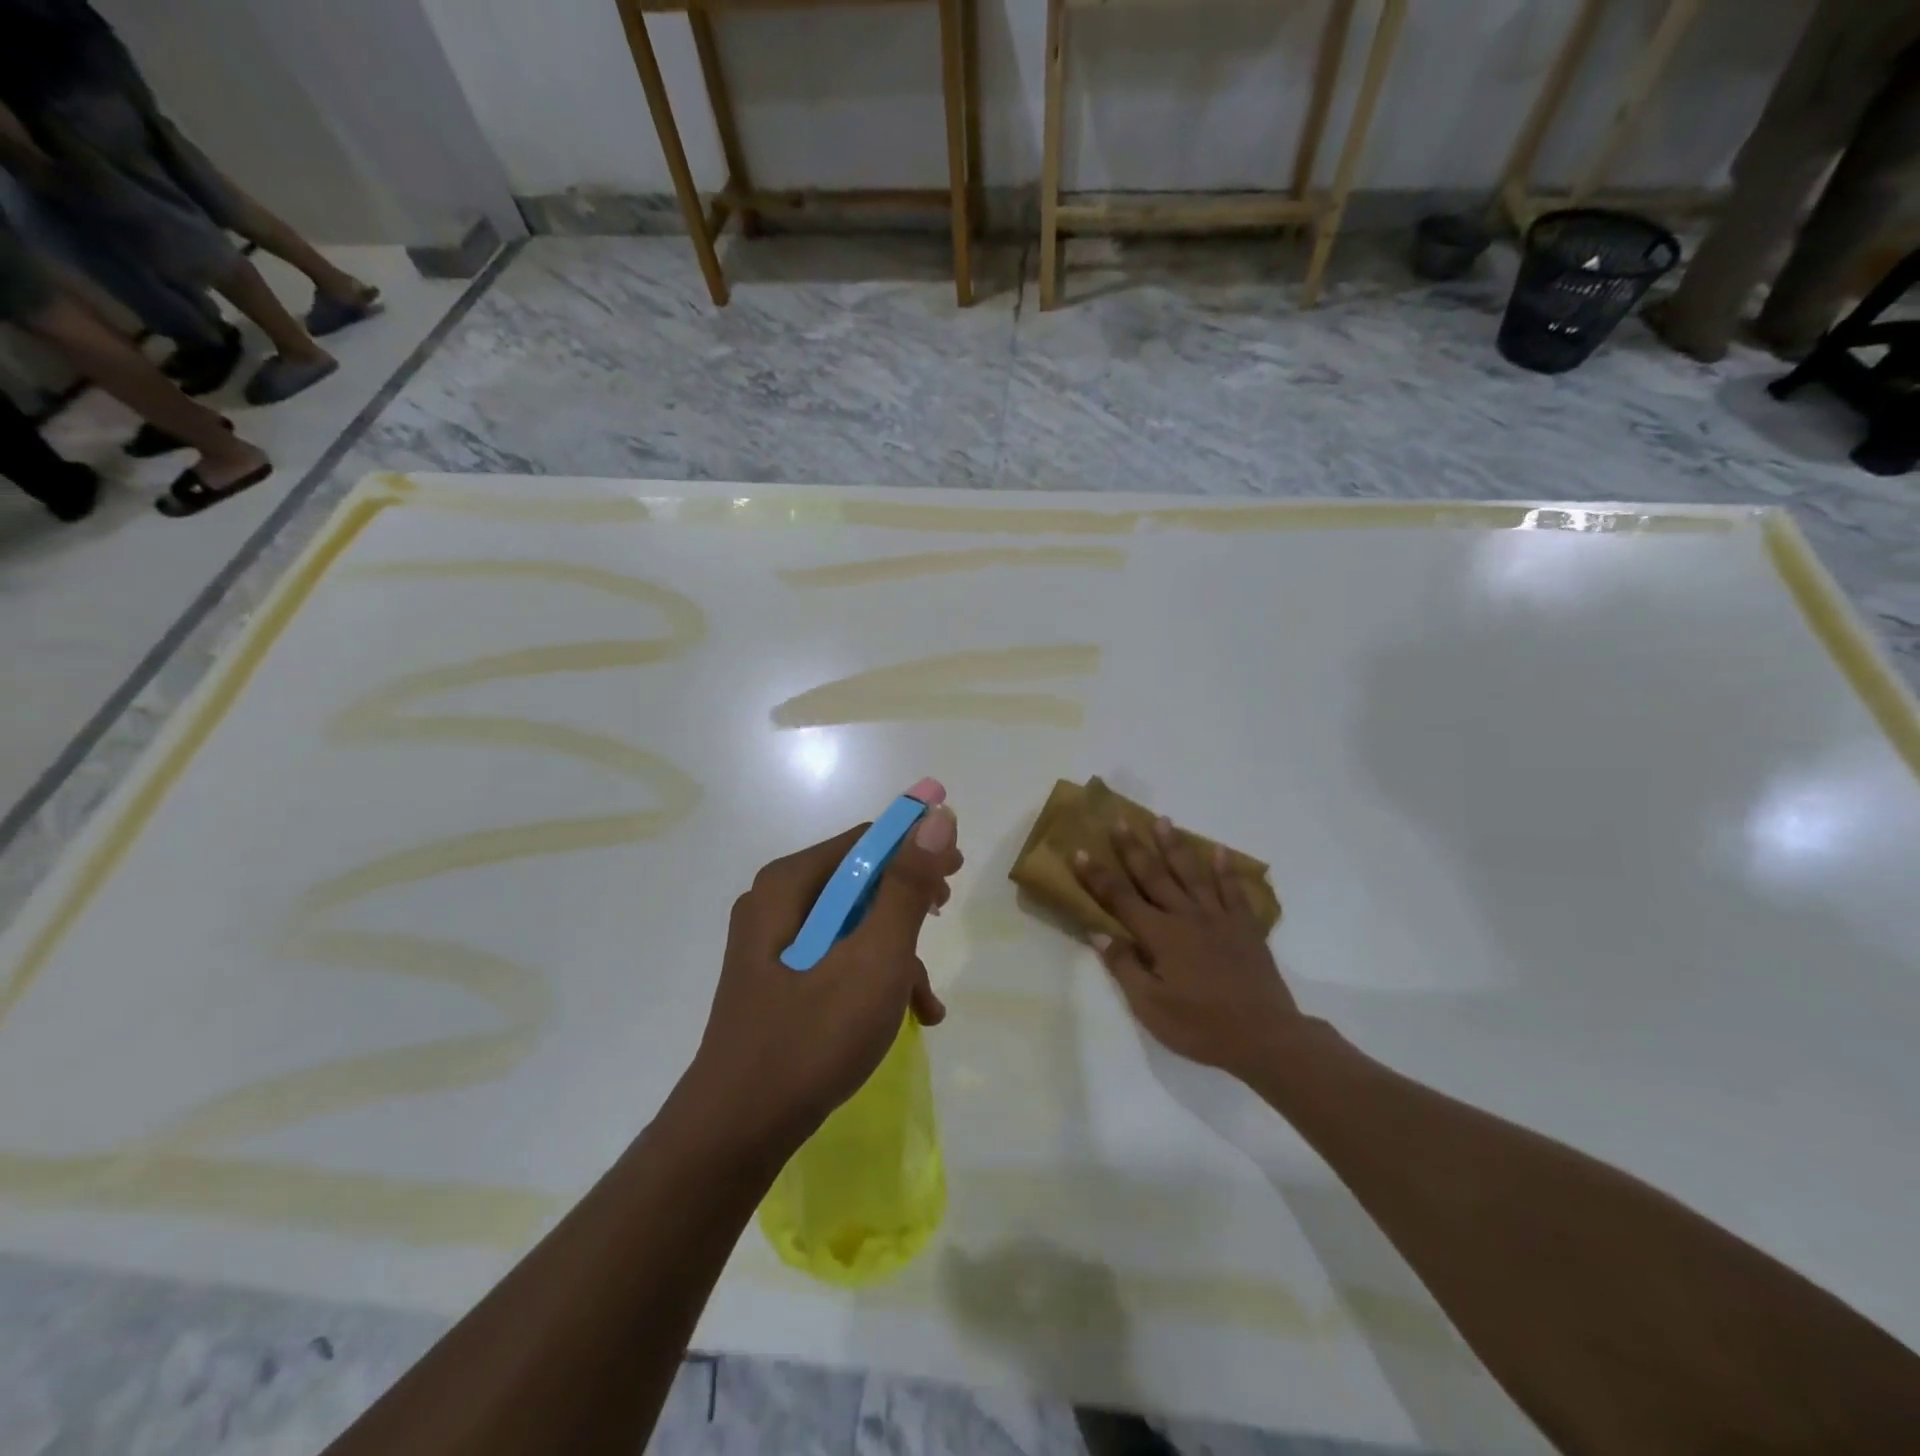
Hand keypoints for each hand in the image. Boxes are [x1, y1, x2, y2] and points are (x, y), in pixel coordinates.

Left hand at [687, 804, 960, 1156]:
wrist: (737, 1133)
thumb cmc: (811, 1038)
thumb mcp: (874, 958)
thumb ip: (907, 886)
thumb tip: (936, 816)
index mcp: (788, 885)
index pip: (864, 841)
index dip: (915, 845)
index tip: (956, 866)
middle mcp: (775, 903)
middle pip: (858, 881)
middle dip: (908, 902)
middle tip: (945, 913)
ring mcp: (773, 945)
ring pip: (853, 926)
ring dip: (896, 954)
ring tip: (926, 1000)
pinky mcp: (778, 981)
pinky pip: (836, 959)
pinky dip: (873, 979)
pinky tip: (906, 1016)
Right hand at [1072, 816, 1302, 1080]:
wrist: (1265, 1037)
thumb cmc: (1201, 1027)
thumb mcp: (1151, 1007)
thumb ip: (1124, 967)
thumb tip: (1099, 933)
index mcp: (1160, 936)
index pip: (1120, 899)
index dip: (1097, 876)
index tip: (1080, 851)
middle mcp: (1186, 917)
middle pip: (1154, 876)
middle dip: (1133, 848)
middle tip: (1120, 821)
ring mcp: (1218, 918)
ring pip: (1192, 874)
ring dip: (1175, 846)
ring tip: (1163, 820)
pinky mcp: (1245, 927)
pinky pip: (1233, 890)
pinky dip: (1226, 869)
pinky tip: (1219, 851)